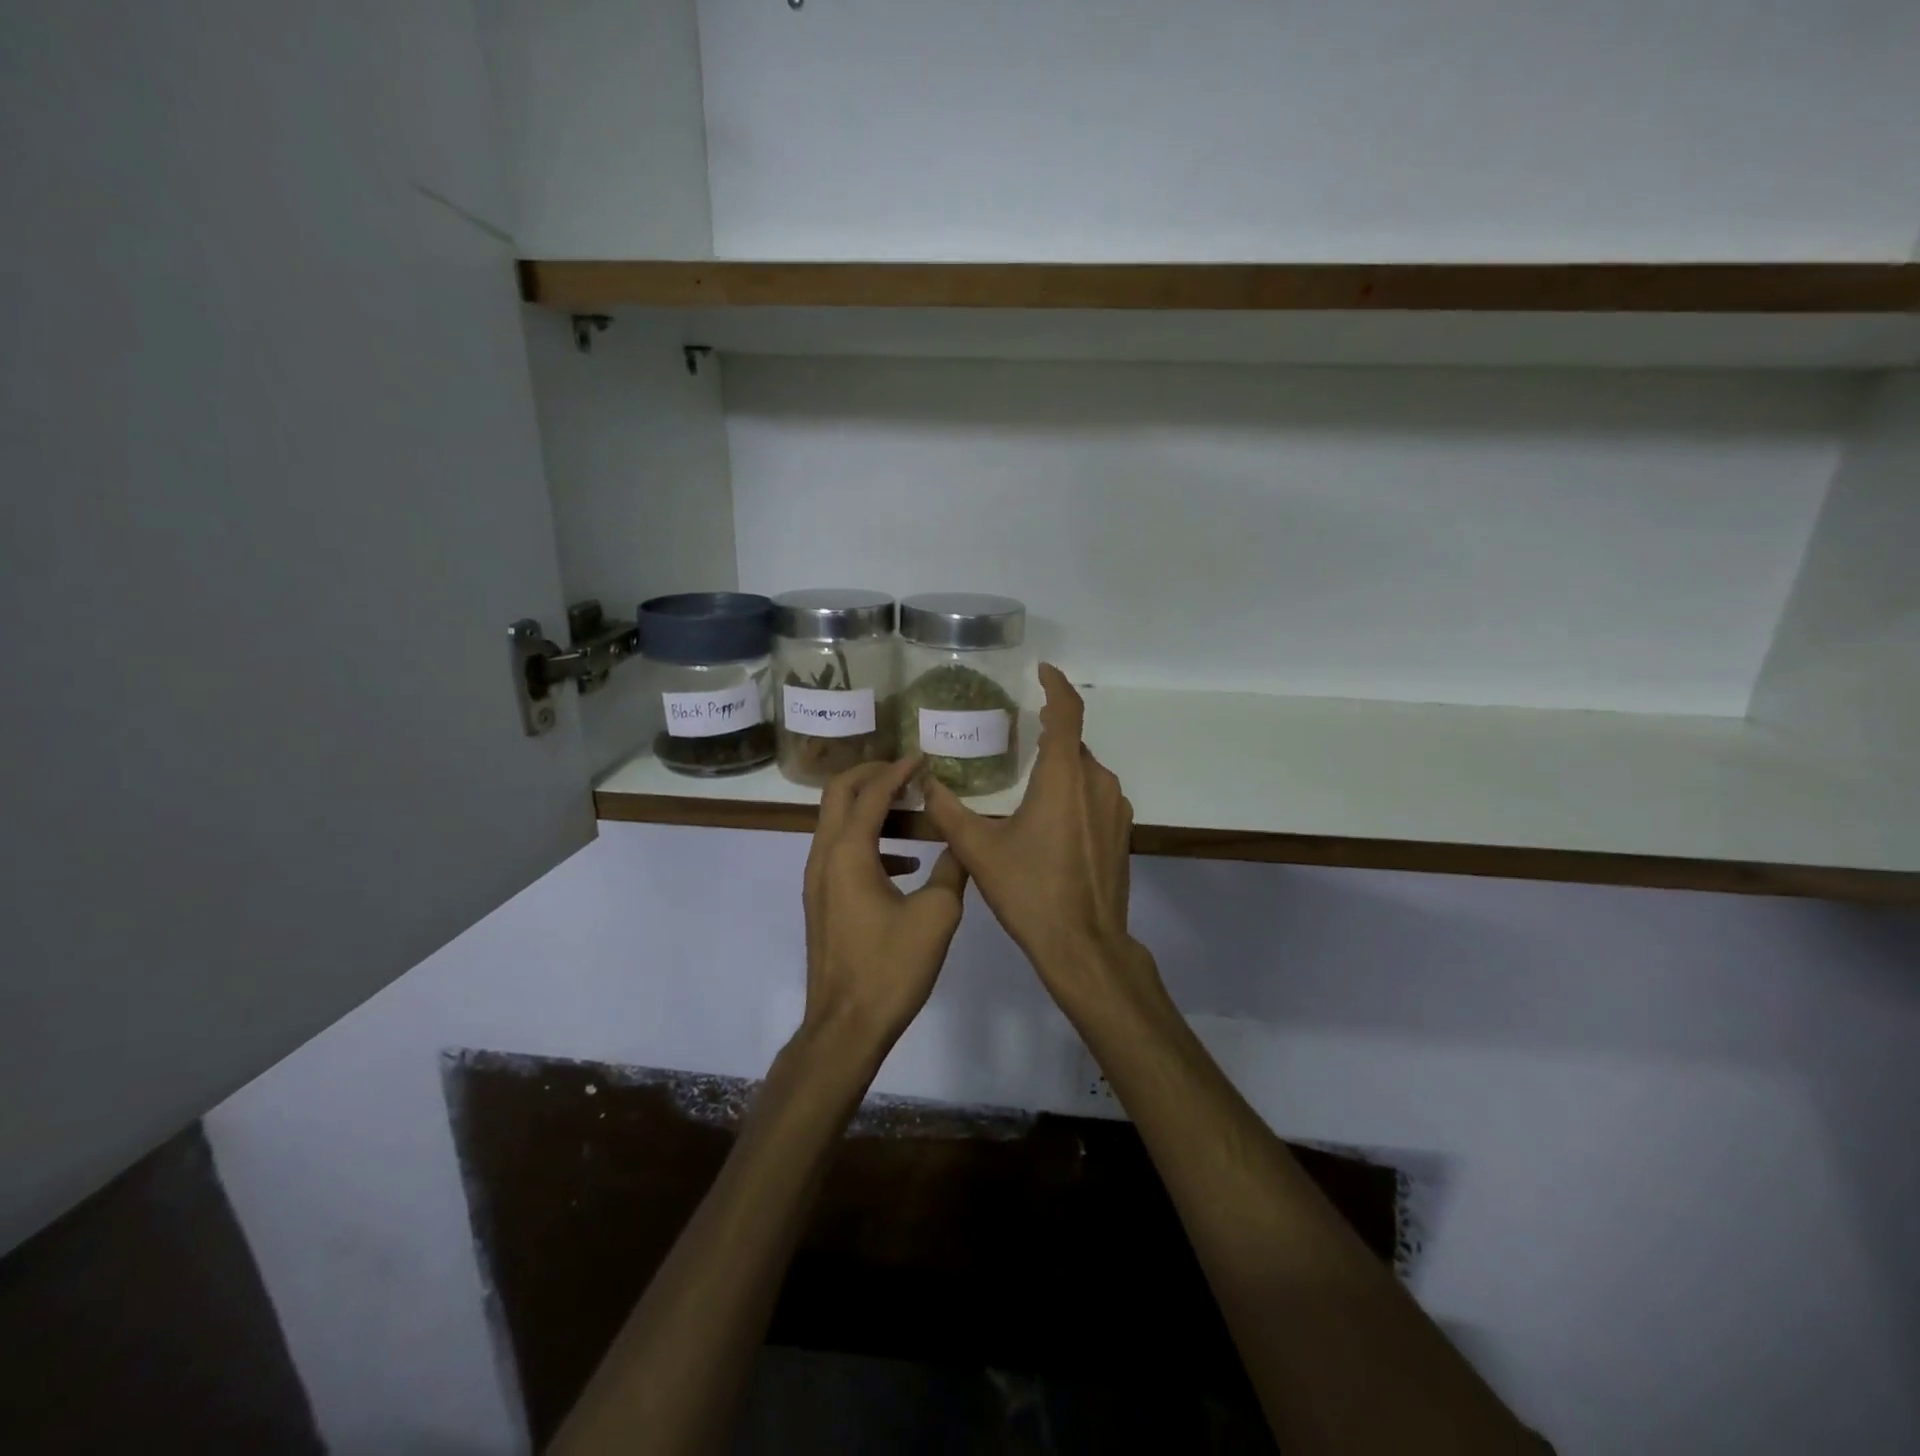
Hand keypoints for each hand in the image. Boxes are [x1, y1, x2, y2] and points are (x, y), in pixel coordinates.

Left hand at [802, 757, 968, 1055]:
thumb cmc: (891, 967)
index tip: (923, 757)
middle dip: (872, 776)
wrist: (847, 1025)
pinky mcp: (823, 901)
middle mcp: (824, 857)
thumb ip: (952, 869)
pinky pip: (842, 853)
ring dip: (871, 809)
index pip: (871, 793)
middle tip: (907, 773)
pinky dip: (870, 842)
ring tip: (914, 813)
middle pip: (839, 795)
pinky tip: (906, 863)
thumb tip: (963, 843)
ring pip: (838, 824)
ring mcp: (818, 880)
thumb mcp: (937, 914)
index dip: (898, 771)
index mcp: (848, 852)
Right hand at [921, 665, 1157, 1014]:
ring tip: (1027, 781)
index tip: (1042, 670)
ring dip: (1060, 767)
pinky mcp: (1122, 832)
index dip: (1056, 685)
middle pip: (1073, 743)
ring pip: (1085, 771)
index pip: (1067, 712)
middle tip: (1018, 735)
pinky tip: (1049, 818)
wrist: (1084, 945)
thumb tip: (926, 782)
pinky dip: (1073, 791)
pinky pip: (1096, 795)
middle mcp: (1097, 782)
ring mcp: (1115, 807)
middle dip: (1049, 734)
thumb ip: (949, 811)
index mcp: (1064, 777)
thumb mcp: (979, 851)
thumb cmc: (1030, 892)